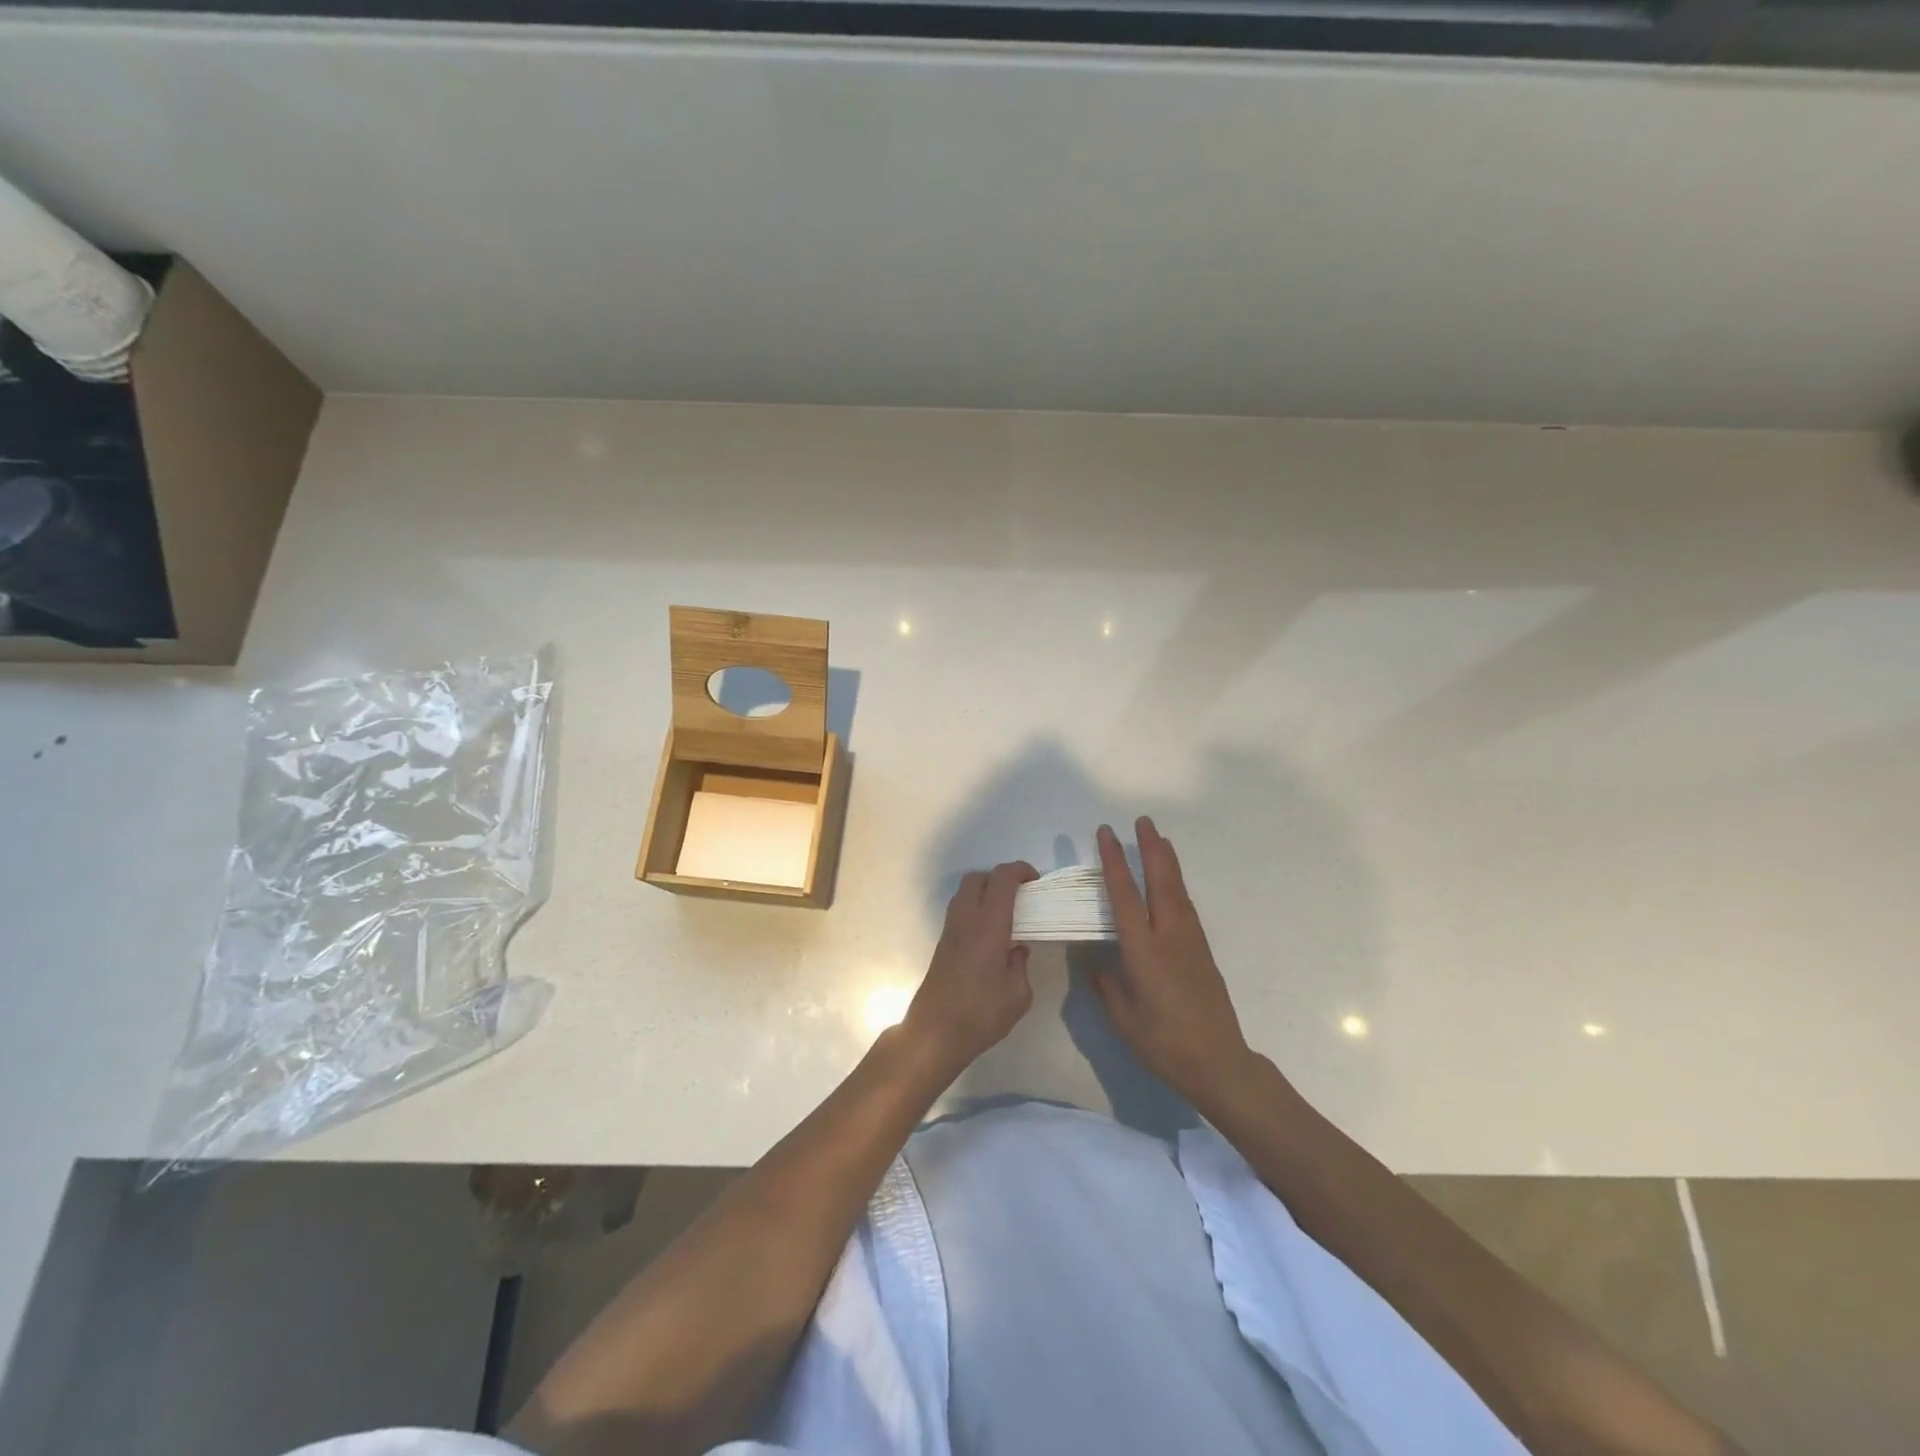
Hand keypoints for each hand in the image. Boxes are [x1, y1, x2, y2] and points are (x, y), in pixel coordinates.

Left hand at [902, 861, 1038, 1080]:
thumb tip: (1017, 951)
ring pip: (965, 893)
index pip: (1002, 878)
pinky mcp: (942, 944)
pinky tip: (990, 936)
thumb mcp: (1018, 993)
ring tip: (1006, 916)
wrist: (935, 1032)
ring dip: (985, 893)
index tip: (1036, 881)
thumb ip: (1020, 965)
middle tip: (1021, 897)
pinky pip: (959, 912)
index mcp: (988, 923)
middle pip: (978, 878)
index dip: (1020, 870)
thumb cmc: (981, 1012)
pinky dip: (975, 911)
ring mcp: (950, 930)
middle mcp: (966, 918)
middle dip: (1000, 879)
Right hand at [1091, 818, 1253, 1112]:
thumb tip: (1097, 963)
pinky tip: (1172, 883)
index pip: (1124, 895)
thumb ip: (1107, 985)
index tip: (1106, 834)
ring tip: (1159, 839)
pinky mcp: (1203, 951)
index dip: (1113, 861)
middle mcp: (1169, 936)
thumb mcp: (1123, 1018)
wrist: (1218, 1062)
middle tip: (1143, 821)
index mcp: (1143, 950)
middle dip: (1150, 848)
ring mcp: (1190, 941)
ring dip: (1167, 862)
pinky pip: (1186, 907)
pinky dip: (1177, 885)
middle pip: (1160, 881)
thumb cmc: (1163, 1043)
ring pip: (1177, 891)